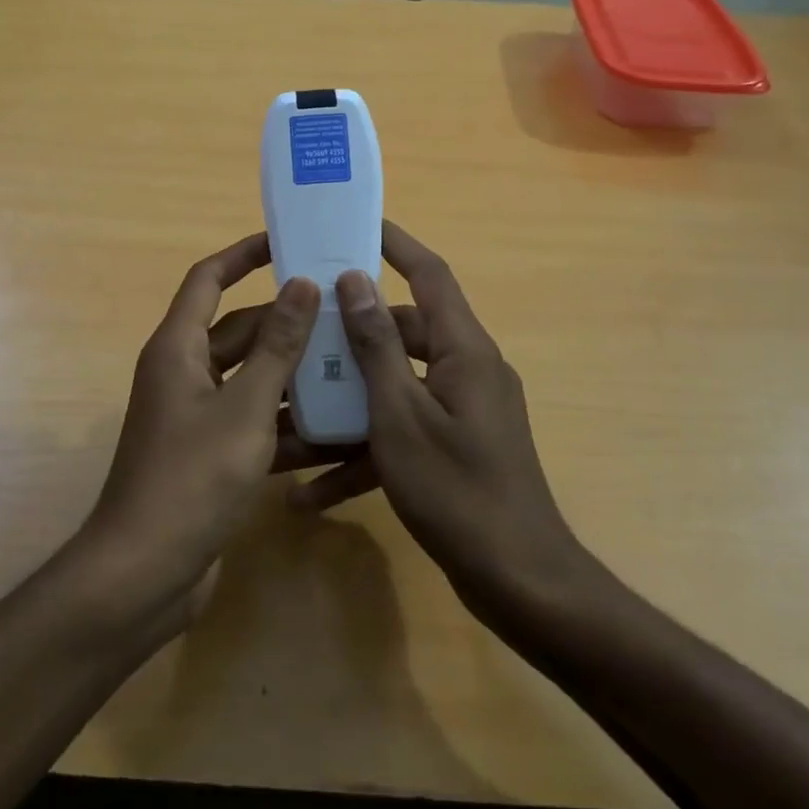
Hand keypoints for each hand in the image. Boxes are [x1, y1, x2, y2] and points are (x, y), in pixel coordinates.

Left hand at [86, 232, 360, 608]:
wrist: (145, 574)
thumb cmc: (192, 478)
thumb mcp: (245, 407)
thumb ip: (277, 347)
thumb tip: (301, 284)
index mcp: (178, 348)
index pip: (209, 279)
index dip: (243, 255)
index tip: (287, 240)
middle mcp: (183, 373)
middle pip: (238, 330)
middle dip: (286, 322)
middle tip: (341, 311)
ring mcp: (196, 416)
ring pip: (251, 378)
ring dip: (292, 374)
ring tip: (351, 364)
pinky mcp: (210, 454)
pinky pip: (253, 421)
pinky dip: (286, 423)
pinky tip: (335, 430)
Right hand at [293, 222, 585, 618]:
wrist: (520, 585)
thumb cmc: (457, 490)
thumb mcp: (401, 415)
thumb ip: (377, 347)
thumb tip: (355, 282)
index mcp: (463, 350)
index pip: (430, 276)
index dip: (396, 244)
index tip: (357, 224)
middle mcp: (466, 371)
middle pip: (403, 334)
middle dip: (351, 336)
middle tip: (301, 329)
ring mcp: (461, 413)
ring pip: (394, 389)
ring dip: (347, 405)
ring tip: (288, 416)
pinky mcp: (453, 449)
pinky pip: (401, 434)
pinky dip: (362, 454)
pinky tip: (311, 493)